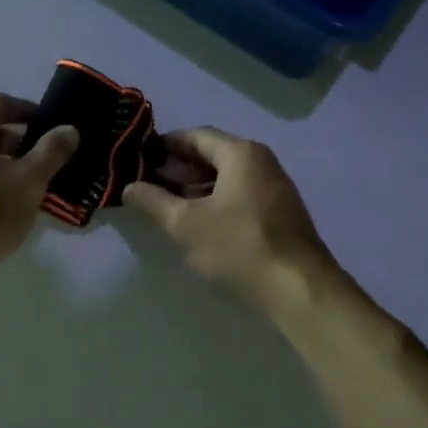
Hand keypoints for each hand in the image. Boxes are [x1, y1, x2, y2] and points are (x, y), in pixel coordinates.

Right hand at [123, 127, 336, 316]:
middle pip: (212, 155)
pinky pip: (239, 198)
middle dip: (177, 169)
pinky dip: (215, 204)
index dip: (163, 146)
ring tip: (165, 208)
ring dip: (194, 189)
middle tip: (146, 186)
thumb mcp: (185, 225)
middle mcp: (262, 163)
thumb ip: (153, 202)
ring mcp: (275, 189)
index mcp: (241, 153)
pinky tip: (197, 226)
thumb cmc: (238, 248)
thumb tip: (129, 187)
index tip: (137, 160)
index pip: (195, 136)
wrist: (298, 291)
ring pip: (226, 179)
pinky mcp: (280, 216)